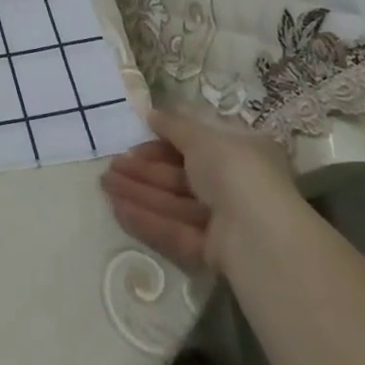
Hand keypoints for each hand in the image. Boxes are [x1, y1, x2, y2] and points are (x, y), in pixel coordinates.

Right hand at [100, 108, 297, 272]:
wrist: (259, 236)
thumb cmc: (235, 171)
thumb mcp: (202, 137)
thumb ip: (174, 125)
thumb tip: (151, 113)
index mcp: (242, 153)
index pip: (197, 144)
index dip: (164, 141)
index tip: (135, 139)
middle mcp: (236, 185)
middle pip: (181, 175)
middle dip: (144, 170)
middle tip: (111, 166)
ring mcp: (226, 221)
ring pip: (175, 202)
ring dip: (139, 192)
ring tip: (105, 184)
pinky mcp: (214, 251)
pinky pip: (176, 230)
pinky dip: (148, 219)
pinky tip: (118, 209)